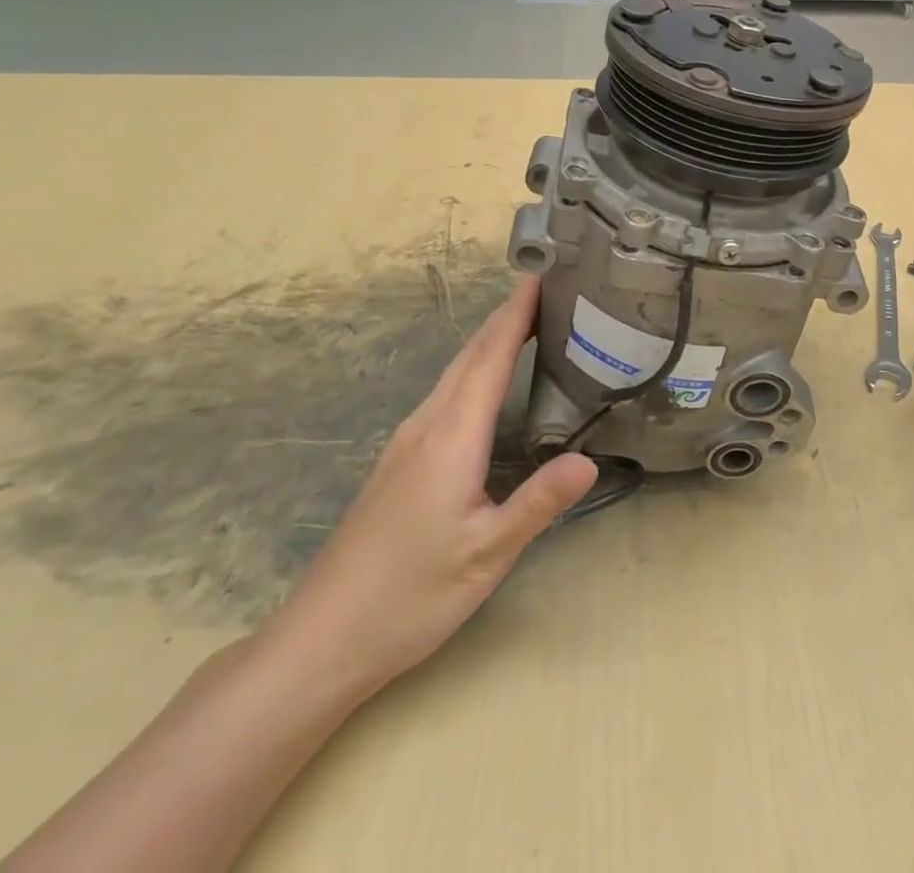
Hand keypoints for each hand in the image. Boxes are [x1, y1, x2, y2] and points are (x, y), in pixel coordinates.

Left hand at [265, 276, 597, 697]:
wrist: (322, 638)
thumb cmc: (410, 595)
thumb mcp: (487, 553)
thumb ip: (538, 502)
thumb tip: (590, 459)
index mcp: (452, 437)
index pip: (490, 358)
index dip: (515, 315)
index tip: (539, 275)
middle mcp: (426, 426)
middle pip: (469, 356)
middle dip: (504, 318)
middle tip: (543, 289)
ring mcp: (406, 443)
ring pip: (453, 374)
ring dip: (488, 341)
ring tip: (523, 323)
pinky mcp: (398, 462)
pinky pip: (444, 395)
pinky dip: (472, 369)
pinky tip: (484, 384)